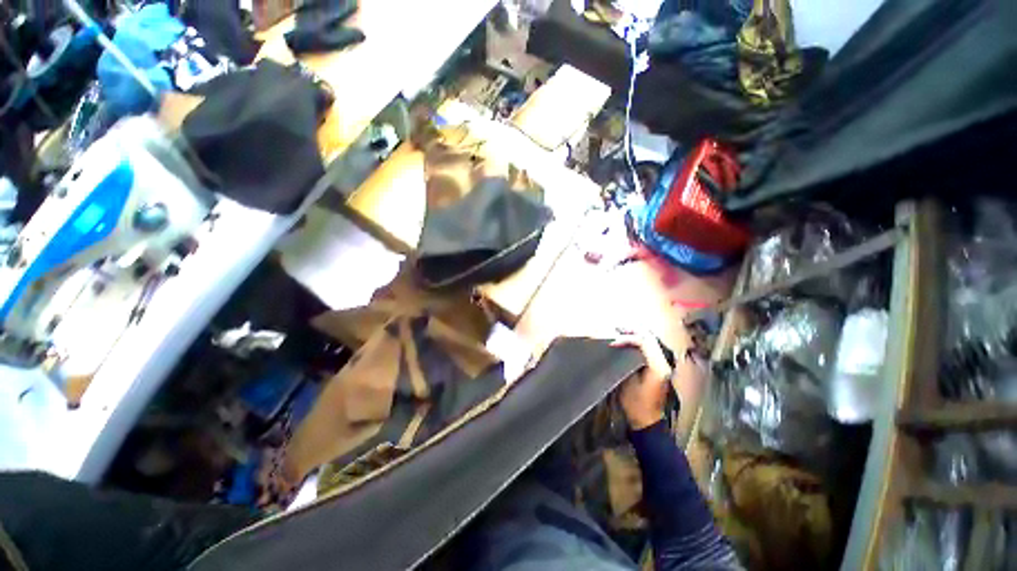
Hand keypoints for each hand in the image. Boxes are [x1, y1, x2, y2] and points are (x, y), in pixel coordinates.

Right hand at [612, 333, 674, 429]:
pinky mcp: (661, 366)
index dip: (627, 338)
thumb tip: (619, 345)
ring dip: (636, 334)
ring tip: (620, 333)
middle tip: (616, 330)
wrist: (648, 421)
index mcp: (659, 367)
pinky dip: (639, 341)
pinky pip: (650, 347)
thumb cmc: (636, 404)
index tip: (613, 342)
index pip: (645, 341)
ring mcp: (665, 363)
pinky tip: (629, 341)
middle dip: (632, 331)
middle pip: (650, 337)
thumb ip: (626, 361)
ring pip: (651, 340)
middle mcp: (666, 362)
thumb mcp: (627, 382)